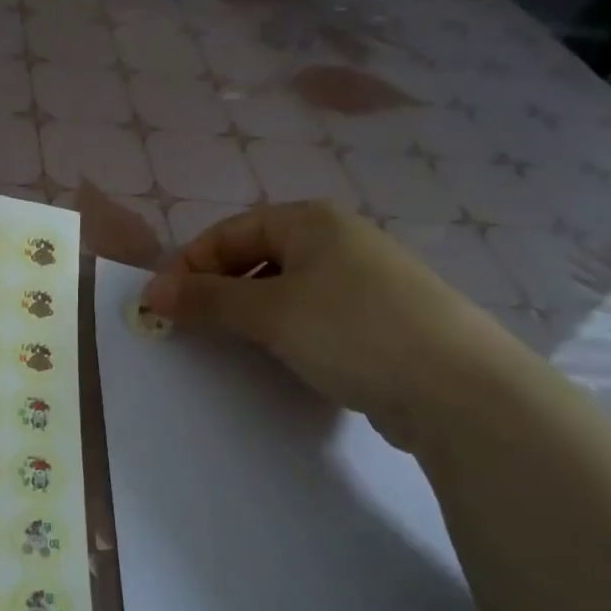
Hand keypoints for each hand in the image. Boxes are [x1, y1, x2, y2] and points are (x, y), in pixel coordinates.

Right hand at [141, 201, 530, 451]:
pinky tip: (285, 357)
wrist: (459, 389)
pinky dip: (287, 330)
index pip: (229, 232)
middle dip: (219, 289)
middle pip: (256, 256)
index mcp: (311, 221)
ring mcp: (363, 279)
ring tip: (234, 344)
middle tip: (193, 328)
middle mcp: (338, 239)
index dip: (190, 265)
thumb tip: (151, 291)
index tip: (163, 306)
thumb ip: (207, 299)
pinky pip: (315, 314)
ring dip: (251, 312)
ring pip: (285, 287)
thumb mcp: (270, 312)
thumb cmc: (352, 331)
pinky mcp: (379, 318)